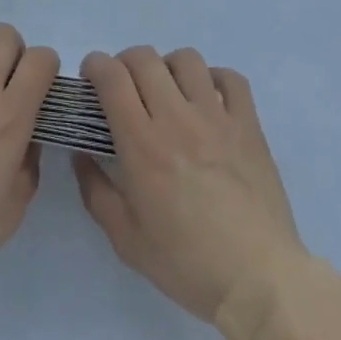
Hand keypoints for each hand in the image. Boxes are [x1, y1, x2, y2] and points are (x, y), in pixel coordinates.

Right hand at [74, 47, 310, 328]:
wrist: (259, 282)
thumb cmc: (188, 264)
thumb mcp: (126, 240)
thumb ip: (96, 191)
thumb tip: (82, 153)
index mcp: (142, 144)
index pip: (112, 76)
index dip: (95, 65)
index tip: (91, 80)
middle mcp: (176, 118)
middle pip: (144, 57)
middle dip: (124, 62)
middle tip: (125, 87)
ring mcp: (216, 117)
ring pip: (186, 59)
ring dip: (168, 67)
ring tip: (168, 91)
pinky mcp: (248, 124)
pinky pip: (230, 78)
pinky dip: (214, 79)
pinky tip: (208, 100)